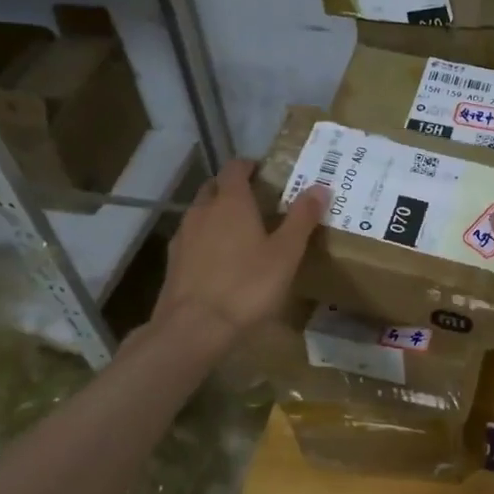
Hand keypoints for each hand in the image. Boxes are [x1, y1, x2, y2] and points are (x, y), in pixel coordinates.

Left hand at [153, 159, 326, 347]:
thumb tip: (319, 187)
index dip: (249, 166)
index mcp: (231, 202)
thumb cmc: (247, 286)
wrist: (194, 327)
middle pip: (214, 187)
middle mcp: (202, 211)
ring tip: (240, 232)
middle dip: (232, 188)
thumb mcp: (286, 253)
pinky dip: (206, 239)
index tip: (265, 172)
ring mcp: (183, 236)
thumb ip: (302, 218)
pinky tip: (220, 261)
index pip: (235, 168)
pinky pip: (193, 238)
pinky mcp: (173, 262)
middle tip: (257, 202)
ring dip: (218, 214)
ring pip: (201, 213)